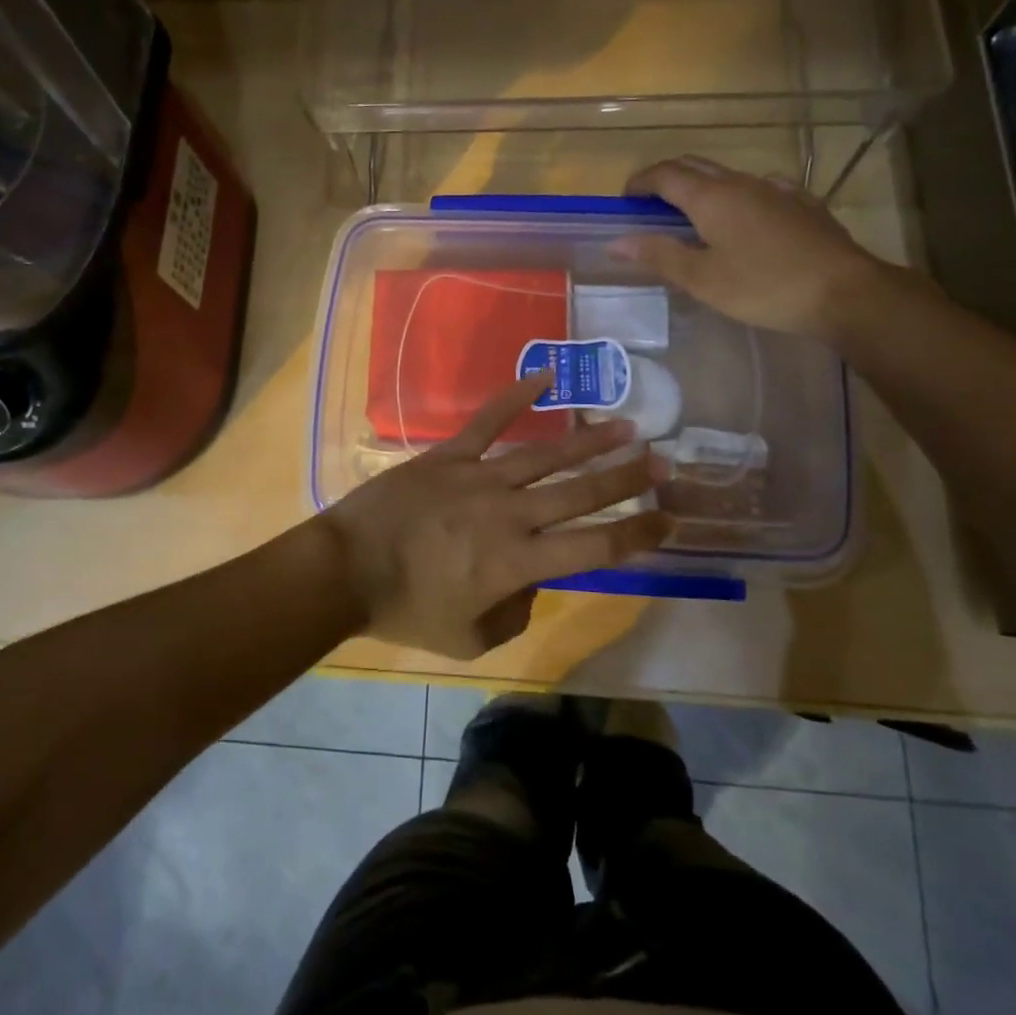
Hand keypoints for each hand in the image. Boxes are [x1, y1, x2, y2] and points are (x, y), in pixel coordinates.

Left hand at [319, 375, 671, 658]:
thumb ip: (513, 616)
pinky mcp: (449, 455)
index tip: (669, 520)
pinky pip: (488, 420)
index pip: (594, 548)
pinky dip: (516, 396)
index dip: (637, 535)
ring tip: (625, 425)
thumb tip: (531, 586)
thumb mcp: (468, 638)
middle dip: (626, 478)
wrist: (346, 568)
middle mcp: (509, 513)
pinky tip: (546, 376)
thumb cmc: (406, 610)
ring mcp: (479, 477)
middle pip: (580, 493)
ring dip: (588, 440)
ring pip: (545, 454)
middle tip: (663, 461)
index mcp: (518, 562)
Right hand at [613, 156, 891, 340]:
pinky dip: (738, 196)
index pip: (665, 174)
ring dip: (702, 187)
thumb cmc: (763, 287)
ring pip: (728, 176)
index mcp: (711, 197)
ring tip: (694, 215)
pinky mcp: (803, 203)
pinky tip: (747, 217)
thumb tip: (616, 242)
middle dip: (667, 178)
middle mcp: (741, 183)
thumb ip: (658, 255)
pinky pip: (761, 188)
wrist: (844, 291)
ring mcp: (776, 189)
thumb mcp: (701, 279)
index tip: (625, 199)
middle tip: (651, 204)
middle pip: (695, 166)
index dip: (640, 181)